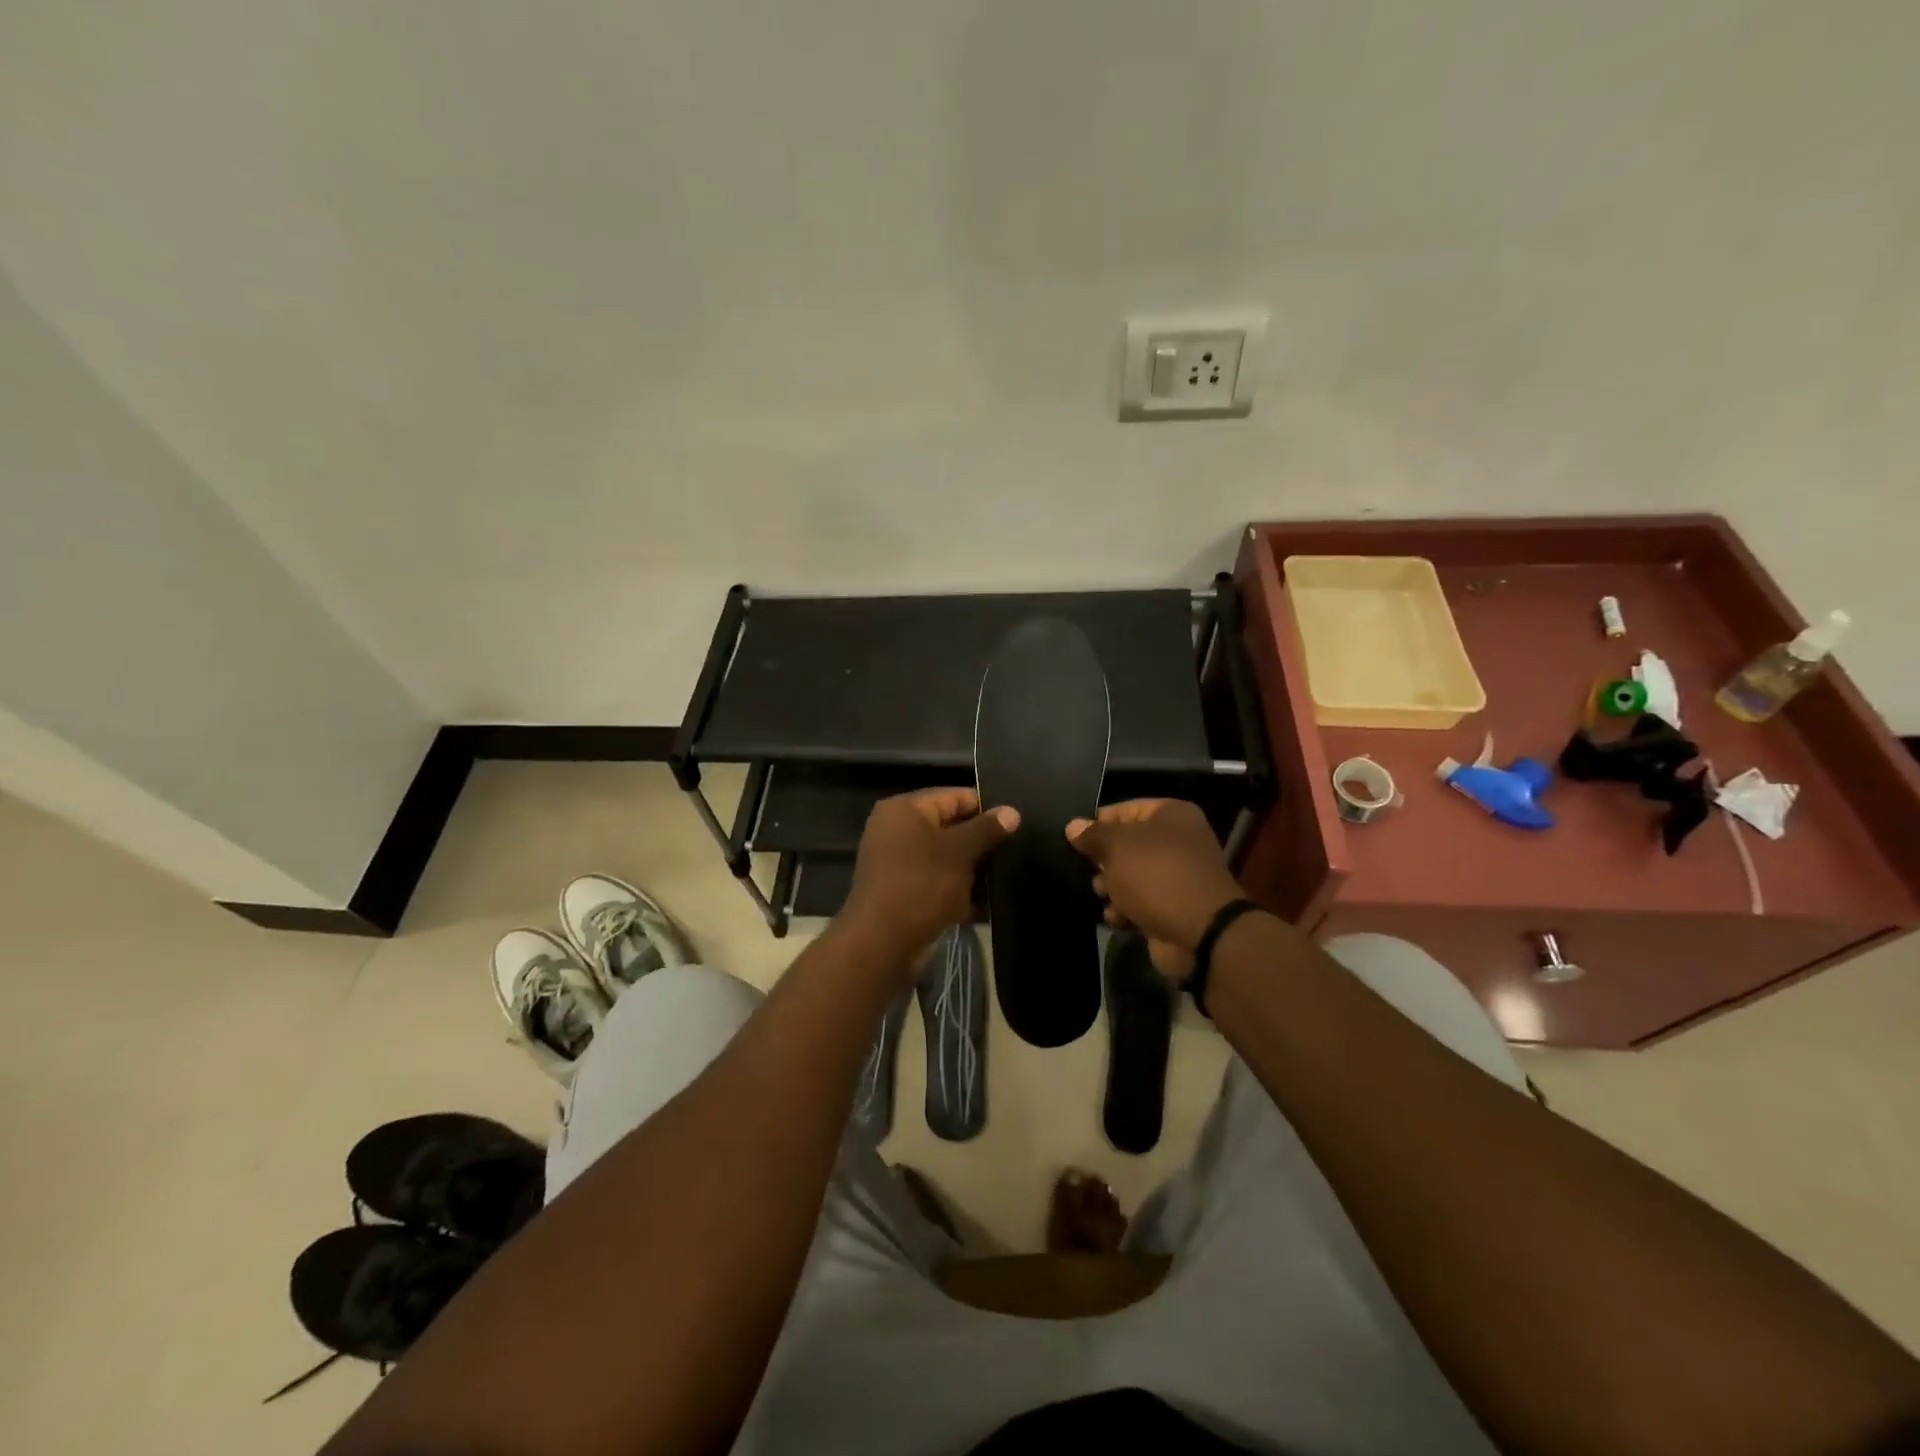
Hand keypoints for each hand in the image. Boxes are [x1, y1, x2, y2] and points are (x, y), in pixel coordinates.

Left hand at [842, 788, 1017, 961]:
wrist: (883, 943)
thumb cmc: (921, 884)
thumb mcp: (959, 852)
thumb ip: (986, 829)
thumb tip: (1012, 812)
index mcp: (905, 810)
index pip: (952, 796)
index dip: (985, 806)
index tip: (1016, 819)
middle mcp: (899, 833)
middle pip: (951, 828)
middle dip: (983, 841)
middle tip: (1020, 847)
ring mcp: (901, 866)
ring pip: (949, 860)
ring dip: (976, 870)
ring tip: (1013, 873)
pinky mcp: (908, 895)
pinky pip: (942, 885)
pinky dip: (964, 893)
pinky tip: (994, 903)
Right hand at [1066, 799, 1244, 975]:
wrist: (1200, 932)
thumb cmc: (1156, 875)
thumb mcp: (1117, 847)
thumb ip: (1093, 835)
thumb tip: (1073, 826)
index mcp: (1171, 815)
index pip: (1125, 809)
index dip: (1099, 823)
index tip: (1076, 840)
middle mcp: (1178, 841)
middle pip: (1127, 844)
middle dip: (1104, 860)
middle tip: (1089, 870)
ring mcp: (1177, 876)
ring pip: (1131, 874)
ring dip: (1112, 886)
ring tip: (1102, 894)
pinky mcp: (1173, 906)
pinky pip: (1140, 901)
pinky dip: (1125, 909)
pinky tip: (1115, 917)